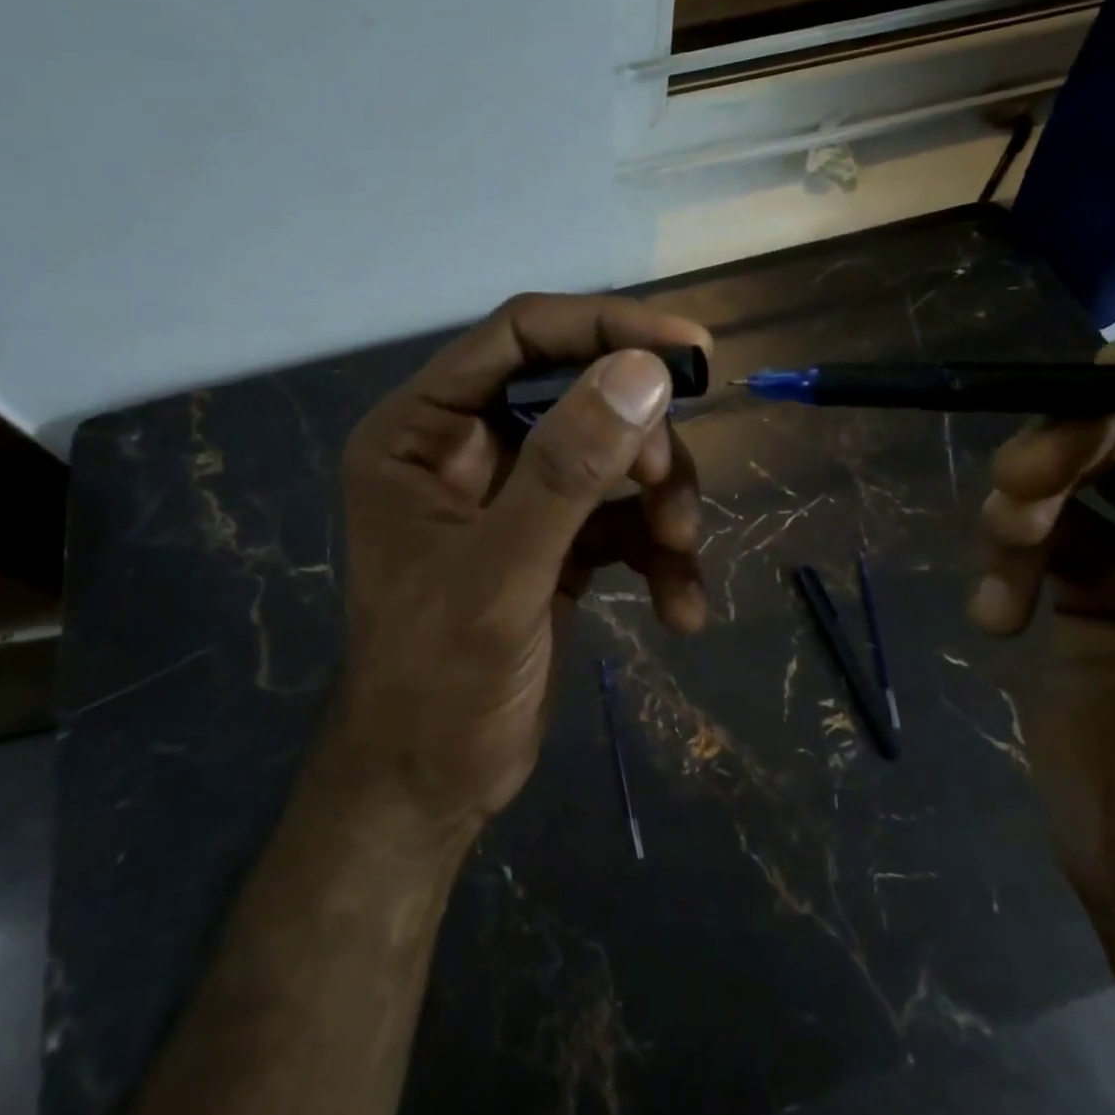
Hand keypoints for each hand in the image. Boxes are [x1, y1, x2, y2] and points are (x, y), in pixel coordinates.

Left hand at [332, 293, 710, 842]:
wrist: (431, 788)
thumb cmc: (436, 685)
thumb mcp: (501, 576)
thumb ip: (566, 472)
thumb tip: (645, 372)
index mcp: (423, 429)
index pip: (519, 335)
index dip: (605, 326)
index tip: (690, 349)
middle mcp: (467, 446)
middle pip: (579, 392)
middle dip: (639, 441)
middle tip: (668, 497)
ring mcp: (514, 492)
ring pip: (613, 453)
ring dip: (661, 500)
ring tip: (680, 554)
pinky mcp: (554, 538)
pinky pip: (622, 515)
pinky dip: (659, 552)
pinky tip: (679, 609)